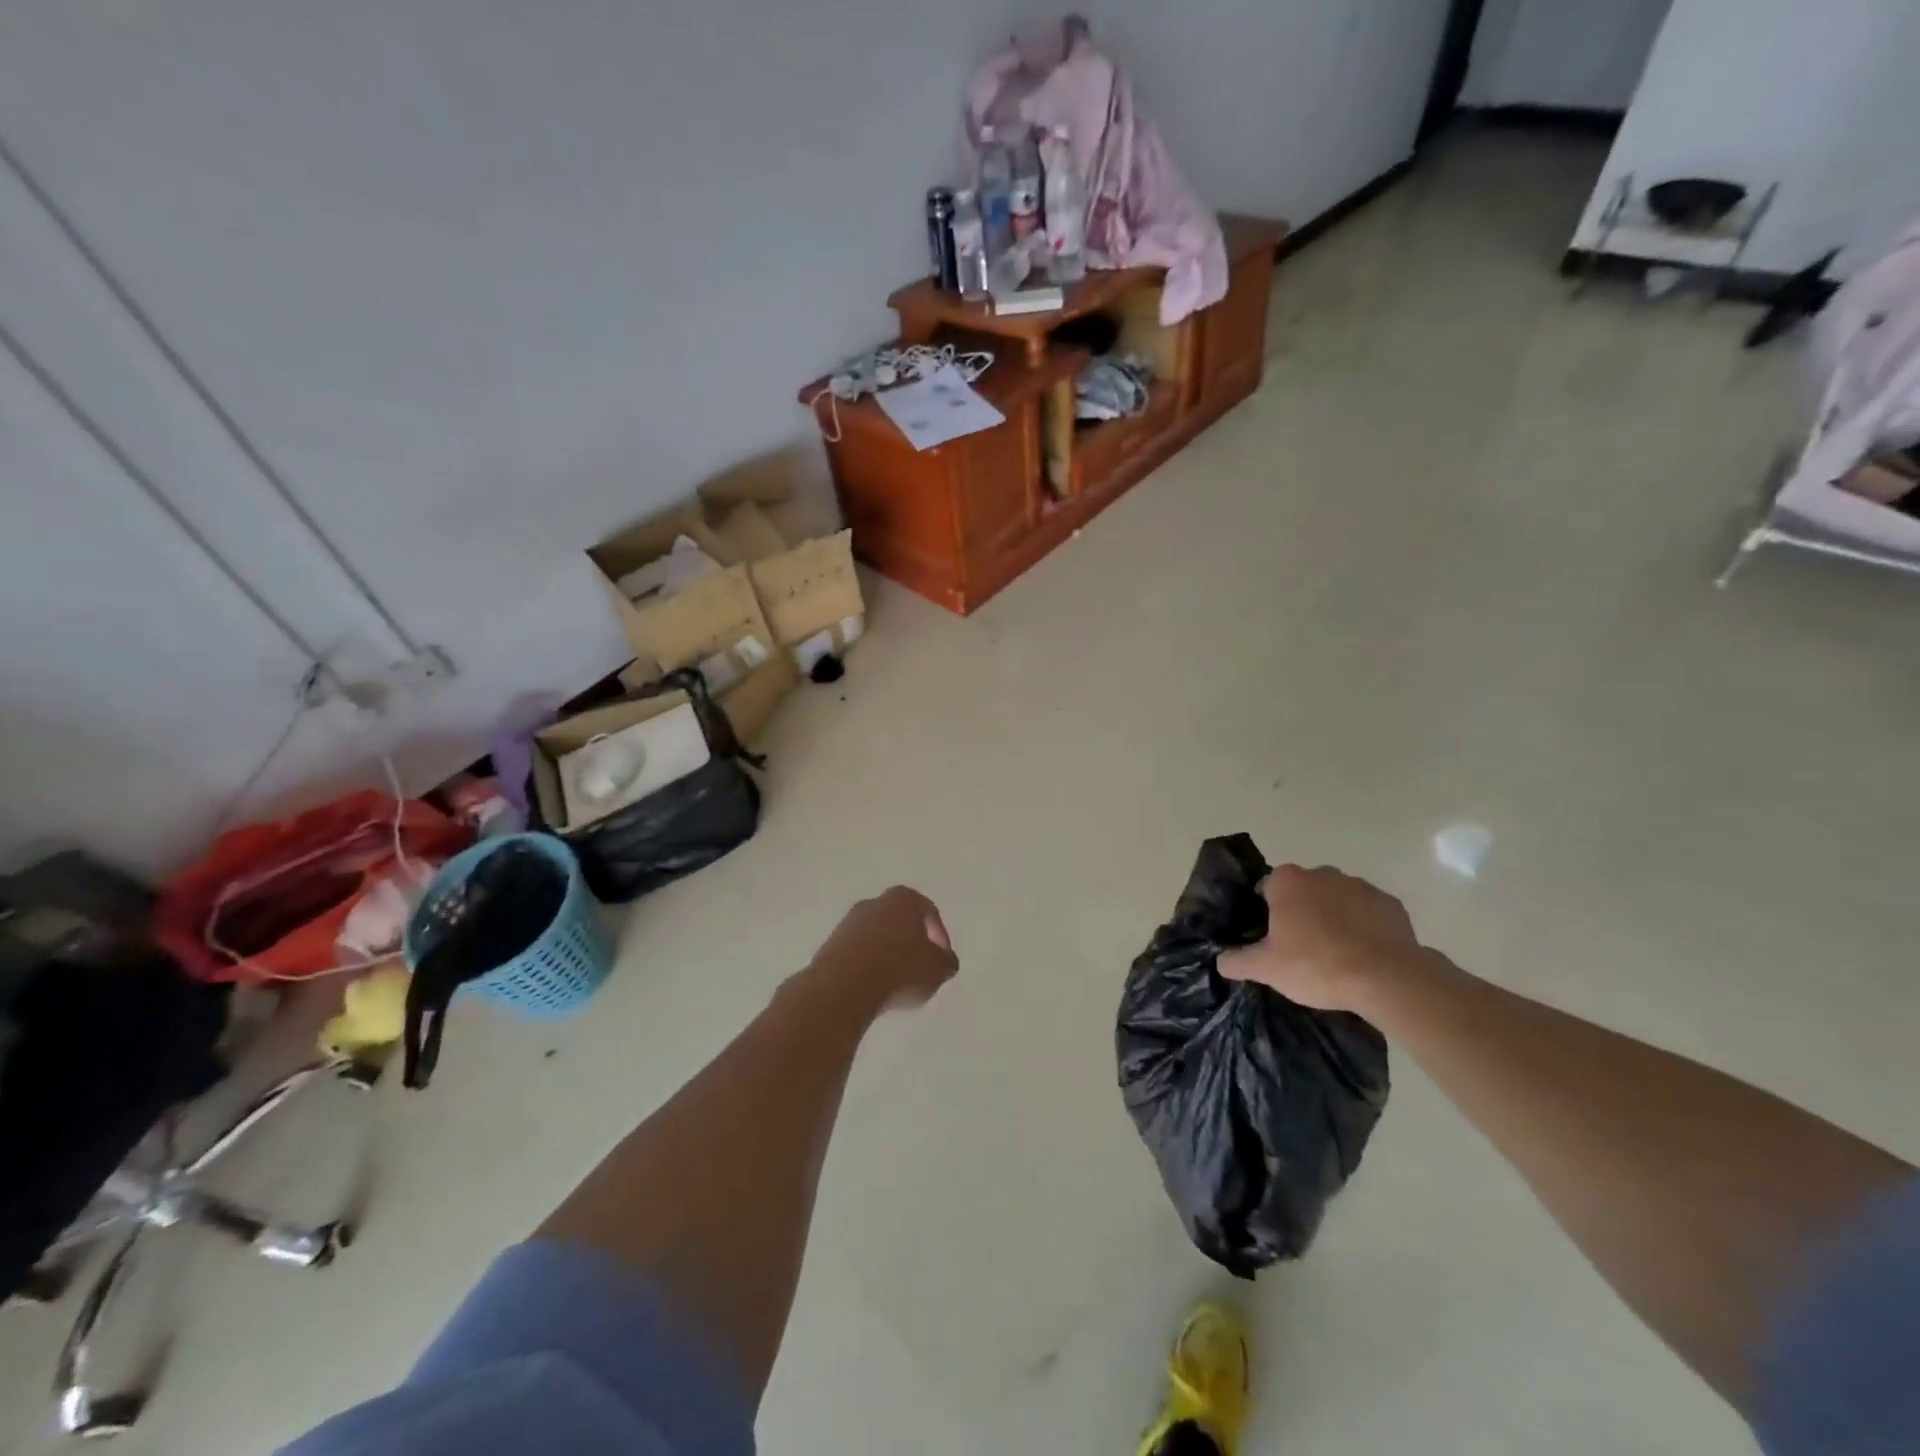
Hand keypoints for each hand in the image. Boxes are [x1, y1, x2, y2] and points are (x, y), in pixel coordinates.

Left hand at [808, 886, 957, 1014]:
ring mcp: (848, 923)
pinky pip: (857, 953)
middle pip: (900, 921)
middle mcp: (874, 903)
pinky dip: (867, 966)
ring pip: (877, 936)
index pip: (929, 912)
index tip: (942, 961)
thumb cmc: (900, 970)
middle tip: (920, 969)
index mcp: (903, 898)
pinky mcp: (829, 945)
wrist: (844, 986)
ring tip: (896, 984)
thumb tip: (945, 961)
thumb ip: (946, 962)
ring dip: (887, 955)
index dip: (940, 937)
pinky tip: (873, 988)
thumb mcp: (938, 969)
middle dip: (911, 943)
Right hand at [1217, 865, 1422, 1012]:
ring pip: (1336, 900)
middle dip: (1301, 913)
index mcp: (1288, 881)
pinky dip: (1363, 927)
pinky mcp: (1391, 904)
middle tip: (1301, 950)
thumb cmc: (1316, 965)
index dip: (1267, 913)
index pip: (1267, 888)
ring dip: (1333, 918)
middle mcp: (1322, 873)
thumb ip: (1238, 961)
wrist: (1387, 979)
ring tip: (1336, 956)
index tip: (1272, 938)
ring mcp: (1360, 886)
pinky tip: (1364, 956)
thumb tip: (1220, 961)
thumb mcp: (1266, 968)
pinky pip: (1368, 913)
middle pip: (1303, 892)